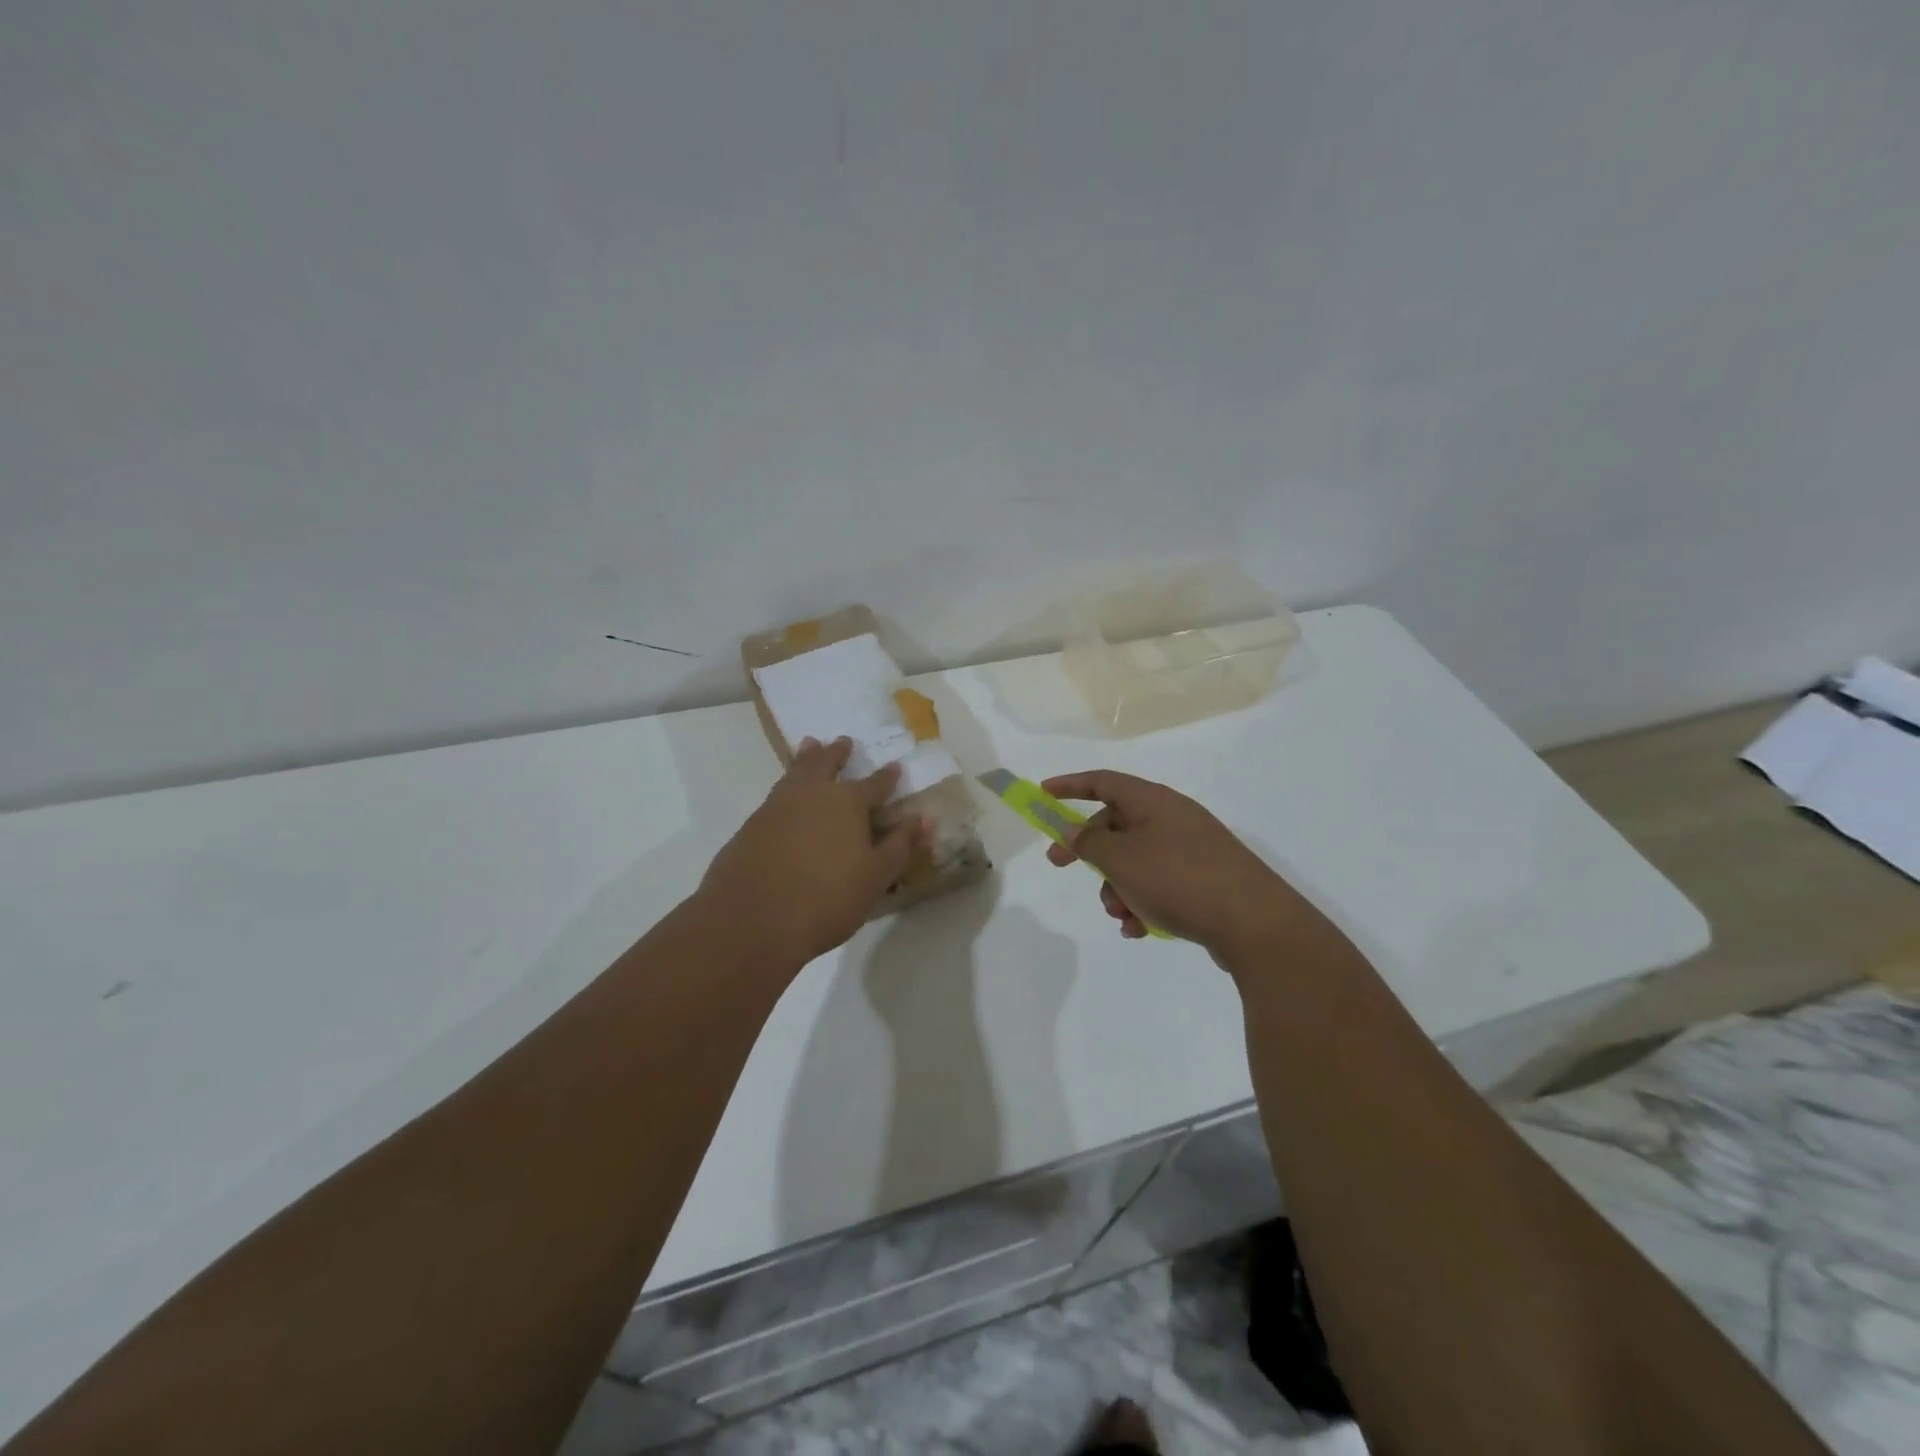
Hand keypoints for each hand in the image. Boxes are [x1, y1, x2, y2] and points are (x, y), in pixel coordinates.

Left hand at [698, 737, 924, 966]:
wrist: (750, 921)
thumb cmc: (825, 900)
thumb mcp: (875, 878)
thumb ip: (900, 846)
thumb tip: (923, 818)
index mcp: (847, 803)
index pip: (874, 784)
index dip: (887, 777)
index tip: (895, 765)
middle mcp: (812, 795)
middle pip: (827, 764)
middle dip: (838, 753)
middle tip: (843, 741)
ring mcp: (777, 807)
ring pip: (796, 772)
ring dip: (806, 758)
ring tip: (810, 746)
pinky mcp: (751, 826)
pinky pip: (776, 794)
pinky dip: (786, 784)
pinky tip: (786, 795)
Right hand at [1043, 770, 1321, 959]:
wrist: (1255, 924)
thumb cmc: (1178, 879)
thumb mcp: (1121, 859)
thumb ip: (1089, 842)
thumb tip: (1073, 830)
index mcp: (1153, 801)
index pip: (1103, 781)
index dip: (1070, 785)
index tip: (1043, 795)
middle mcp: (1173, 818)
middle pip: (1117, 823)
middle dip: (1090, 850)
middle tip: (1061, 866)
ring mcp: (1192, 850)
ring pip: (1136, 860)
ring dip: (1116, 885)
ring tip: (1120, 914)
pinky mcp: (1205, 881)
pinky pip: (1160, 884)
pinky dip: (1142, 902)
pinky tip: (1139, 930)